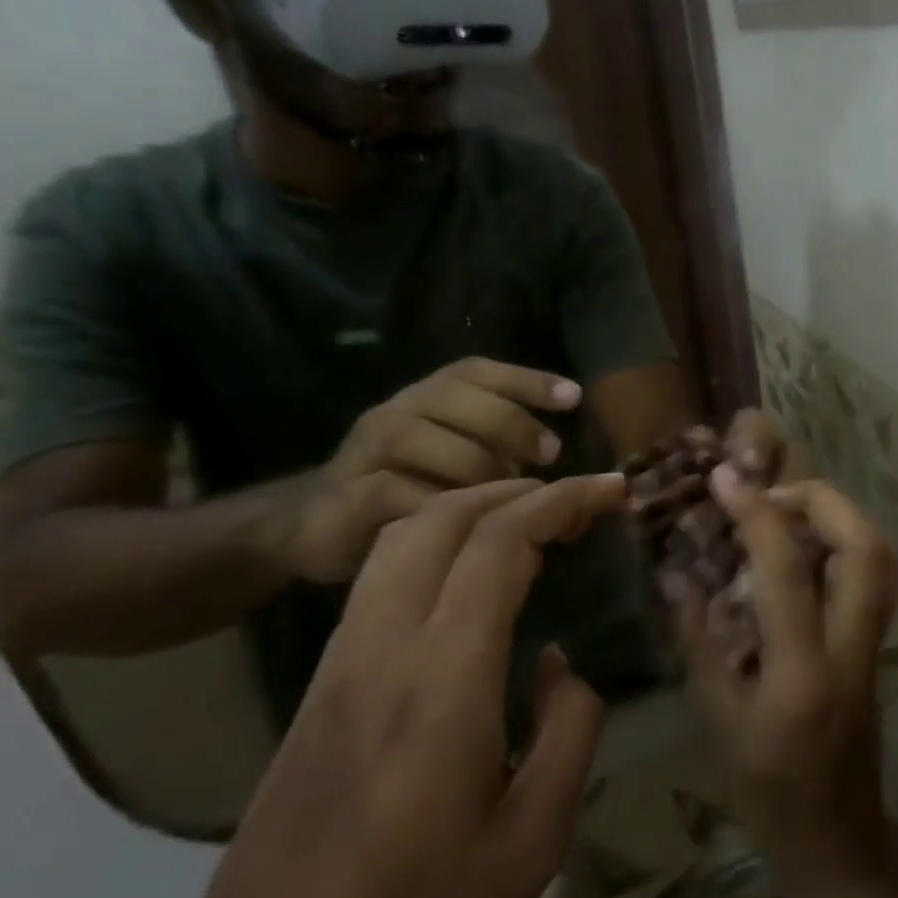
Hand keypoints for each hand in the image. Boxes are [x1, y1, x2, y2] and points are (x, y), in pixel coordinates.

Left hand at [126, 474, 624, 897]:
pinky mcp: (316, 689)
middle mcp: (382, 649)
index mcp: (442, 680)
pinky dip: (434, 543)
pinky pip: (379, 578)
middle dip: (517, 489)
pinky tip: (467, 577)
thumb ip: (568, 731)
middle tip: (576, 500)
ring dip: (470, 508)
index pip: (501, 542)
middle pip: (443, 518)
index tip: (612, 489)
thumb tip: (561, 662)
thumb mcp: (531, 843)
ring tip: (527, 521)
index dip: (563, 500)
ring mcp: (338, 665)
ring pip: (401, 539)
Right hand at [260, 358, 582, 584]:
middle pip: (453, 395)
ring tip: (506, 492)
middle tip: (550, 453)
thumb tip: (579, 486)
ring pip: (416, 437)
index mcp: (432, 398)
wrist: (318, 526)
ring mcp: (363, 451)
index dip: (527, 379)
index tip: (573, 397)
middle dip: (509, 421)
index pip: (478, 372)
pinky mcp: (341, 497)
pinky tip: (462, 519)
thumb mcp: (468, 466)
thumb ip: (512, 461)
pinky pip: (386, 489)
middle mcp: (397, 411)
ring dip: (470, 464)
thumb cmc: (414, 488)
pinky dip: (430, 502)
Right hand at [675, 469, 897, 886]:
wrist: (840, 840)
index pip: (788, 571)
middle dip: (821, 499)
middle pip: (865, 547)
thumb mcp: (716, 723)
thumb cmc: (767, 794)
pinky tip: (805, 543)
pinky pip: (874, 572)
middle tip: (770, 492)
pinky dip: (844, 539)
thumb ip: (698, 642)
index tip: (725, 479)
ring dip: (838, 515)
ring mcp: (875, 644)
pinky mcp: (879, 642)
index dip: (756, 515)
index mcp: (803, 674)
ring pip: (881, 555)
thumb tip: (676, 574)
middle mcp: (852, 648)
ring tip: (787, 509)